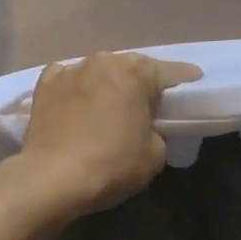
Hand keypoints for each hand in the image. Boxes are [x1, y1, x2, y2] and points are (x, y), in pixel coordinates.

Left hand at [0, 52, 201, 218]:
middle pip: (132, 67)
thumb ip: (157, 131)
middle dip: (141, 81)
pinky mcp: (45, 83)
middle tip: (146, 101)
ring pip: (100, 70)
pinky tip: (75, 100)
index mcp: (137, 73)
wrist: (51, 178)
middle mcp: (105, 61)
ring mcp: (72, 69)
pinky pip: (68, 77)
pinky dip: (76, 86)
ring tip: (109, 103)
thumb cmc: (110, 165)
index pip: (170, 71)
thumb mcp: (154, 155)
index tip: (195, 79)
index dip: (185, 77)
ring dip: (107, 83)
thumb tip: (145, 126)